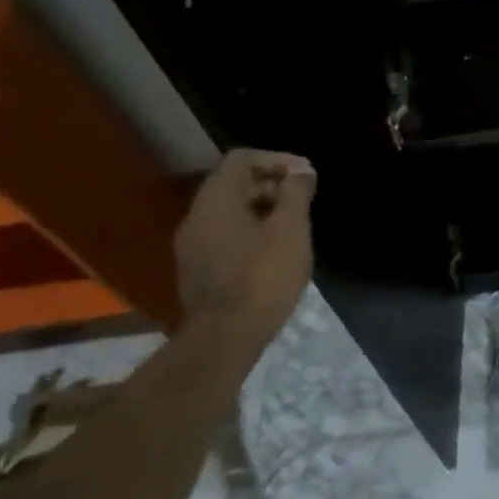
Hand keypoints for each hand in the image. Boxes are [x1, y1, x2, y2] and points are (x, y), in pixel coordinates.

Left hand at [174, 149, 315, 323]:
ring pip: (231, 211)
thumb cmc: (262, 277)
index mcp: (215, 201)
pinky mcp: (198, 270)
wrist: (224, 340)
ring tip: (295, 225)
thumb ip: (296, 193)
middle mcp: (197, 217)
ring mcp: (193, 246)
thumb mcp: (290, 229)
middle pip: (234, 184)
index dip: (276, 159)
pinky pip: (226, 235)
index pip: (241, 159)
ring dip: (264, 209)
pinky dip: (252, 231)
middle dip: (272, 184)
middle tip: (304, 199)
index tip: (305, 174)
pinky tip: (276, 251)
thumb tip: (301, 170)